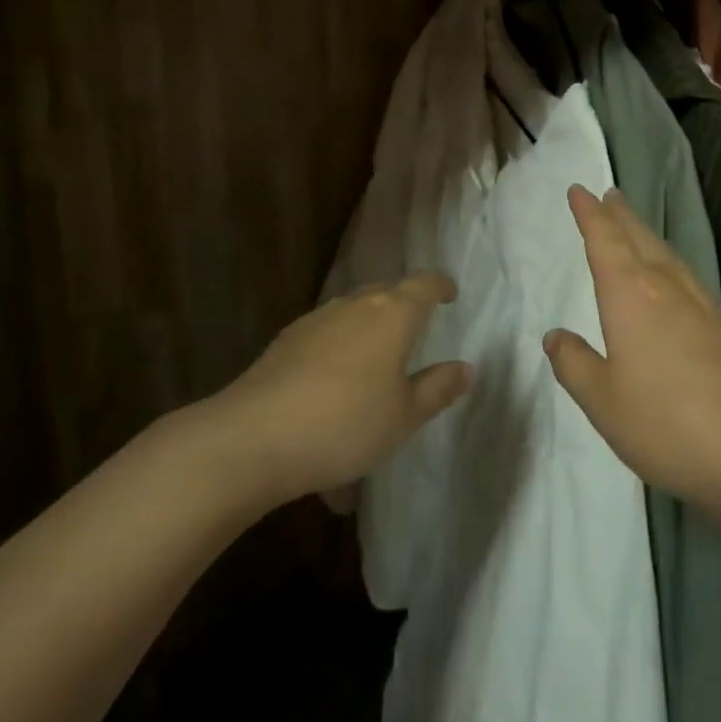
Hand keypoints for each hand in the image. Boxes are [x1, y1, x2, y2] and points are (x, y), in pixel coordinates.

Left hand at [215, 275, 471, 504]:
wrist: (253, 437)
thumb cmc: (345, 424)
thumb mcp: (404, 416)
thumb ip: (437, 388)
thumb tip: (466, 368)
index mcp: (393, 314)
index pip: (424, 284)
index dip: (440, 286)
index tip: (450, 295)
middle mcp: (356, 305)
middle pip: (387, 292)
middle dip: (404, 305)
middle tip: (416, 330)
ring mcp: (317, 320)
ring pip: (353, 312)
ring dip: (369, 327)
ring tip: (374, 361)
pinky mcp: (286, 341)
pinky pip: (326, 335)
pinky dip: (339, 348)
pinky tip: (334, 384)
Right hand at [545, 185, 720, 524]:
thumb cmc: (666, 423)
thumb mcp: (603, 401)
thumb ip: (575, 364)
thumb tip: (555, 336)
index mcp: (630, 293)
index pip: (604, 239)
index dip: (589, 214)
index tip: (578, 191)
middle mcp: (665, 286)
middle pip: (638, 237)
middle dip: (619, 215)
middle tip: (608, 195)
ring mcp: (700, 304)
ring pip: (665, 254)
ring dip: (644, 234)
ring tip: (633, 226)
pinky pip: (684, 275)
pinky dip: (666, 261)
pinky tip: (670, 279)